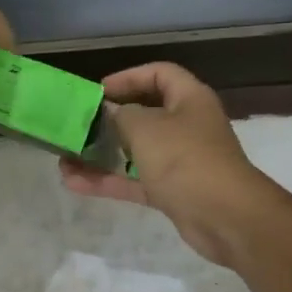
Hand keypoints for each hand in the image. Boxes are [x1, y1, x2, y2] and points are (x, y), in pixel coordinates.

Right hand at [59, 62, 276, 267]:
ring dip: (102, 153)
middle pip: (145, 113)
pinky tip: (74, 182)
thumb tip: (110, 112)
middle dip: (110, 118)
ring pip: (135, 151)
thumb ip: (121, 115)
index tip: (97, 92)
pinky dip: (108, 180)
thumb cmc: (185, 159)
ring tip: (65, 156)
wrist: (225, 217)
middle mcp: (187, 125)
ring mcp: (180, 160)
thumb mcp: (146, 128)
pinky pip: (134, 180)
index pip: (158, 74)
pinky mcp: (172, 190)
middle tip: (79, 124)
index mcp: (189, 99)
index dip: (128, 77)